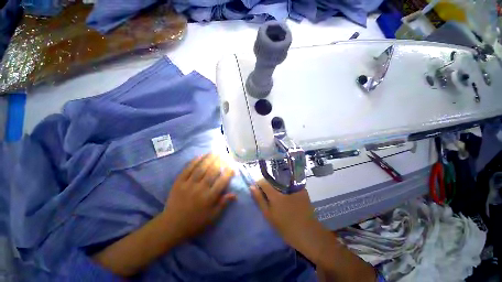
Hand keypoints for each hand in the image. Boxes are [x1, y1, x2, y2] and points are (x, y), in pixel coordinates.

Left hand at [162, 154, 235, 241]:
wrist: (172, 225)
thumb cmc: (195, 222)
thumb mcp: (212, 217)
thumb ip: (223, 204)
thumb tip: (235, 194)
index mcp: (209, 198)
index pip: (222, 181)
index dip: (228, 172)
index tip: (232, 166)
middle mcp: (200, 189)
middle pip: (212, 171)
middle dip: (220, 161)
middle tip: (224, 154)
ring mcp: (189, 184)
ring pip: (201, 168)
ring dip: (209, 158)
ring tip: (215, 152)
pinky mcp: (179, 182)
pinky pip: (187, 169)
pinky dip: (194, 161)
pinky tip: (200, 156)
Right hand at [250, 179, 326, 255]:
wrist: (308, 233)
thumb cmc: (286, 226)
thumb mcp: (269, 215)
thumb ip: (259, 200)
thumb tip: (252, 187)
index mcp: (276, 195)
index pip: (263, 181)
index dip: (259, 184)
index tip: (259, 189)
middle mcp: (285, 187)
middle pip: (273, 180)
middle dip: (269, 184)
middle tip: (268, 193)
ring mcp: (295, 187)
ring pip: (281, 181)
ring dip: (277, 185)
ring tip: (278, 194)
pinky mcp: (302, 189)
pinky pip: (290, 184)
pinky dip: (286, 187)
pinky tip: (287, 194)